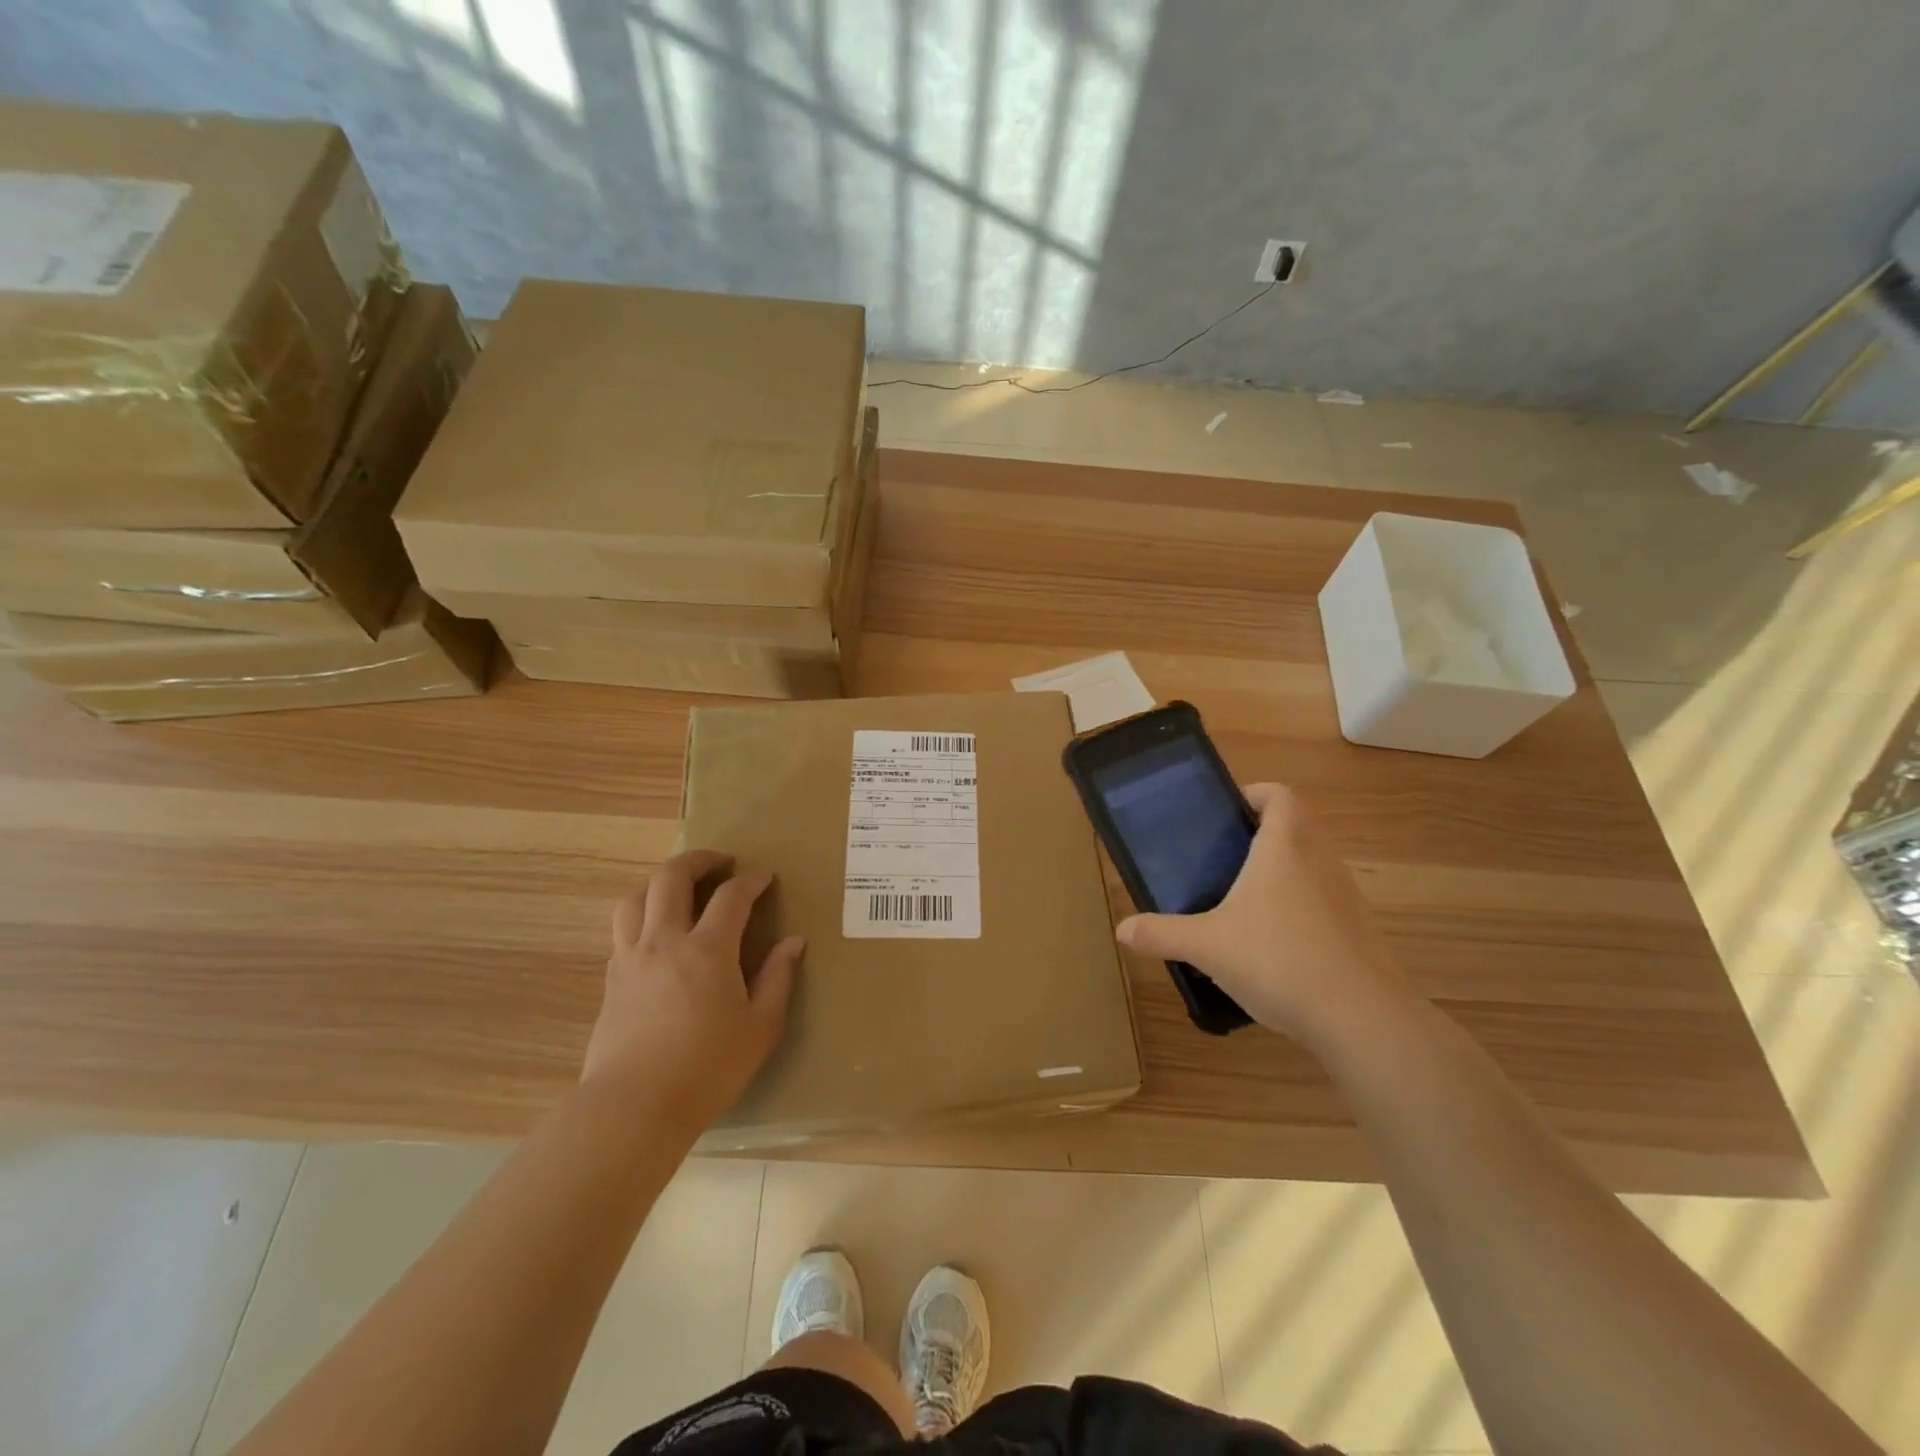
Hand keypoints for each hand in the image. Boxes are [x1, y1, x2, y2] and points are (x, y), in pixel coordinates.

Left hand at [582, 850, 804, 1129]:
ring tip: (680, 890)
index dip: (751, 880)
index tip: (764, 877)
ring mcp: (631, 958)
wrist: (633, 1109)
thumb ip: (778, 978)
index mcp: (708, 950)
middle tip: (720, 862)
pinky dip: (642, 915)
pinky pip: (622, 929)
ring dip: (660, 883)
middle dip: (698, 860)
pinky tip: (658, 935)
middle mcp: (665, 941)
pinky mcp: (611, 980)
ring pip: (635, 898)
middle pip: (671, 878)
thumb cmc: (707, 1070)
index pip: (731, 896)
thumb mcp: (760, 1028)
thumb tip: (793, 941)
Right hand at [1115, 783, 1415, 1049]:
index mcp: (1283, 848)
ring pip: (1314, 865)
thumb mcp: (1207, 946)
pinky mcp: (1361, 931)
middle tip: (1226, 858)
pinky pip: (1327, 902)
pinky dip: (1303, 909)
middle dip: (1264, 835)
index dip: (1256, 794)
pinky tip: (1277, 946)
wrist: (1361, 1018)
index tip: (1228, 811)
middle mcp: (1320, 861)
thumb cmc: (1278, 960)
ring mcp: (1346, 896)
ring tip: (1246, 901)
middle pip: (1298, 827)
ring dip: (1285, 871)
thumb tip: (1122, 929)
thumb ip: (1162, 934)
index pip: (1279, 796)